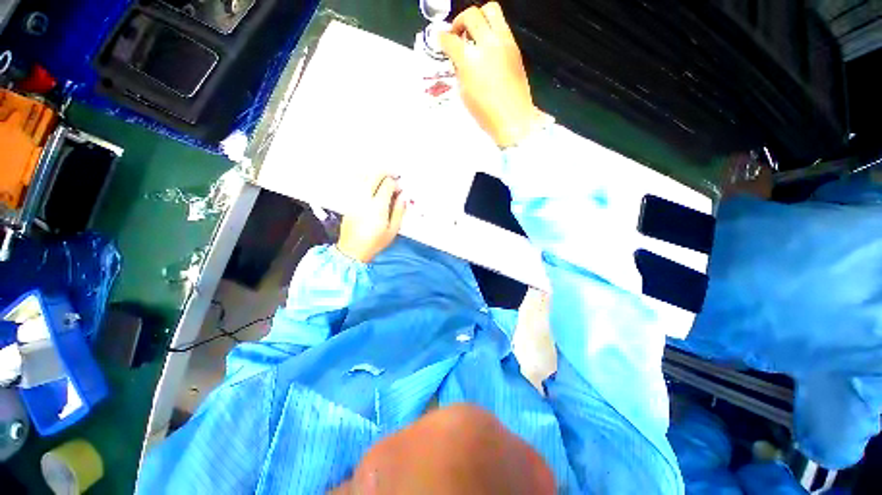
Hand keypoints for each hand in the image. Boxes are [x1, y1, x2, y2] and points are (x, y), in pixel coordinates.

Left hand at [337, 174, 406, 262]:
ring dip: (374, 173)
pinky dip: (363, 178)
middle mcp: (365, 199)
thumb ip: (399, 211)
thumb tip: (402, 198)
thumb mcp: (392, 230)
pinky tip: (369, 181)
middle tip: (392, 174)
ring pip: (363, 176)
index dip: (395, 183)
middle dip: (385, 172)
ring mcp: (354, 199)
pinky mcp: (349, 201)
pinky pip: (355, 183)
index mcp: (378, 207)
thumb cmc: (374, 242)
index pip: (387, 184)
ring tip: (381, 176)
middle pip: (374, 175)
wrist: (352, 250)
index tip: (399, 188)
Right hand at [440, 2, 542, 147]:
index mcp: (470, 61)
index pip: (450, 40)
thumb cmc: (486, 114)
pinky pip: (502, 26)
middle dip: (459, 21)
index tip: (440, 40)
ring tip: (474, 33)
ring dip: (479, 17)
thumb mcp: (464, 94)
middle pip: (471, 15)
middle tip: (457, 33)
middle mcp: (488, 45)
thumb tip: (458, 59)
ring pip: (491, 10)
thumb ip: (460, 71)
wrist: (513, 119)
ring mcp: (504, 43)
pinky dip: (491, 30)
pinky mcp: (515, 47)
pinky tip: (488, 46)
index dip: (441, 39)